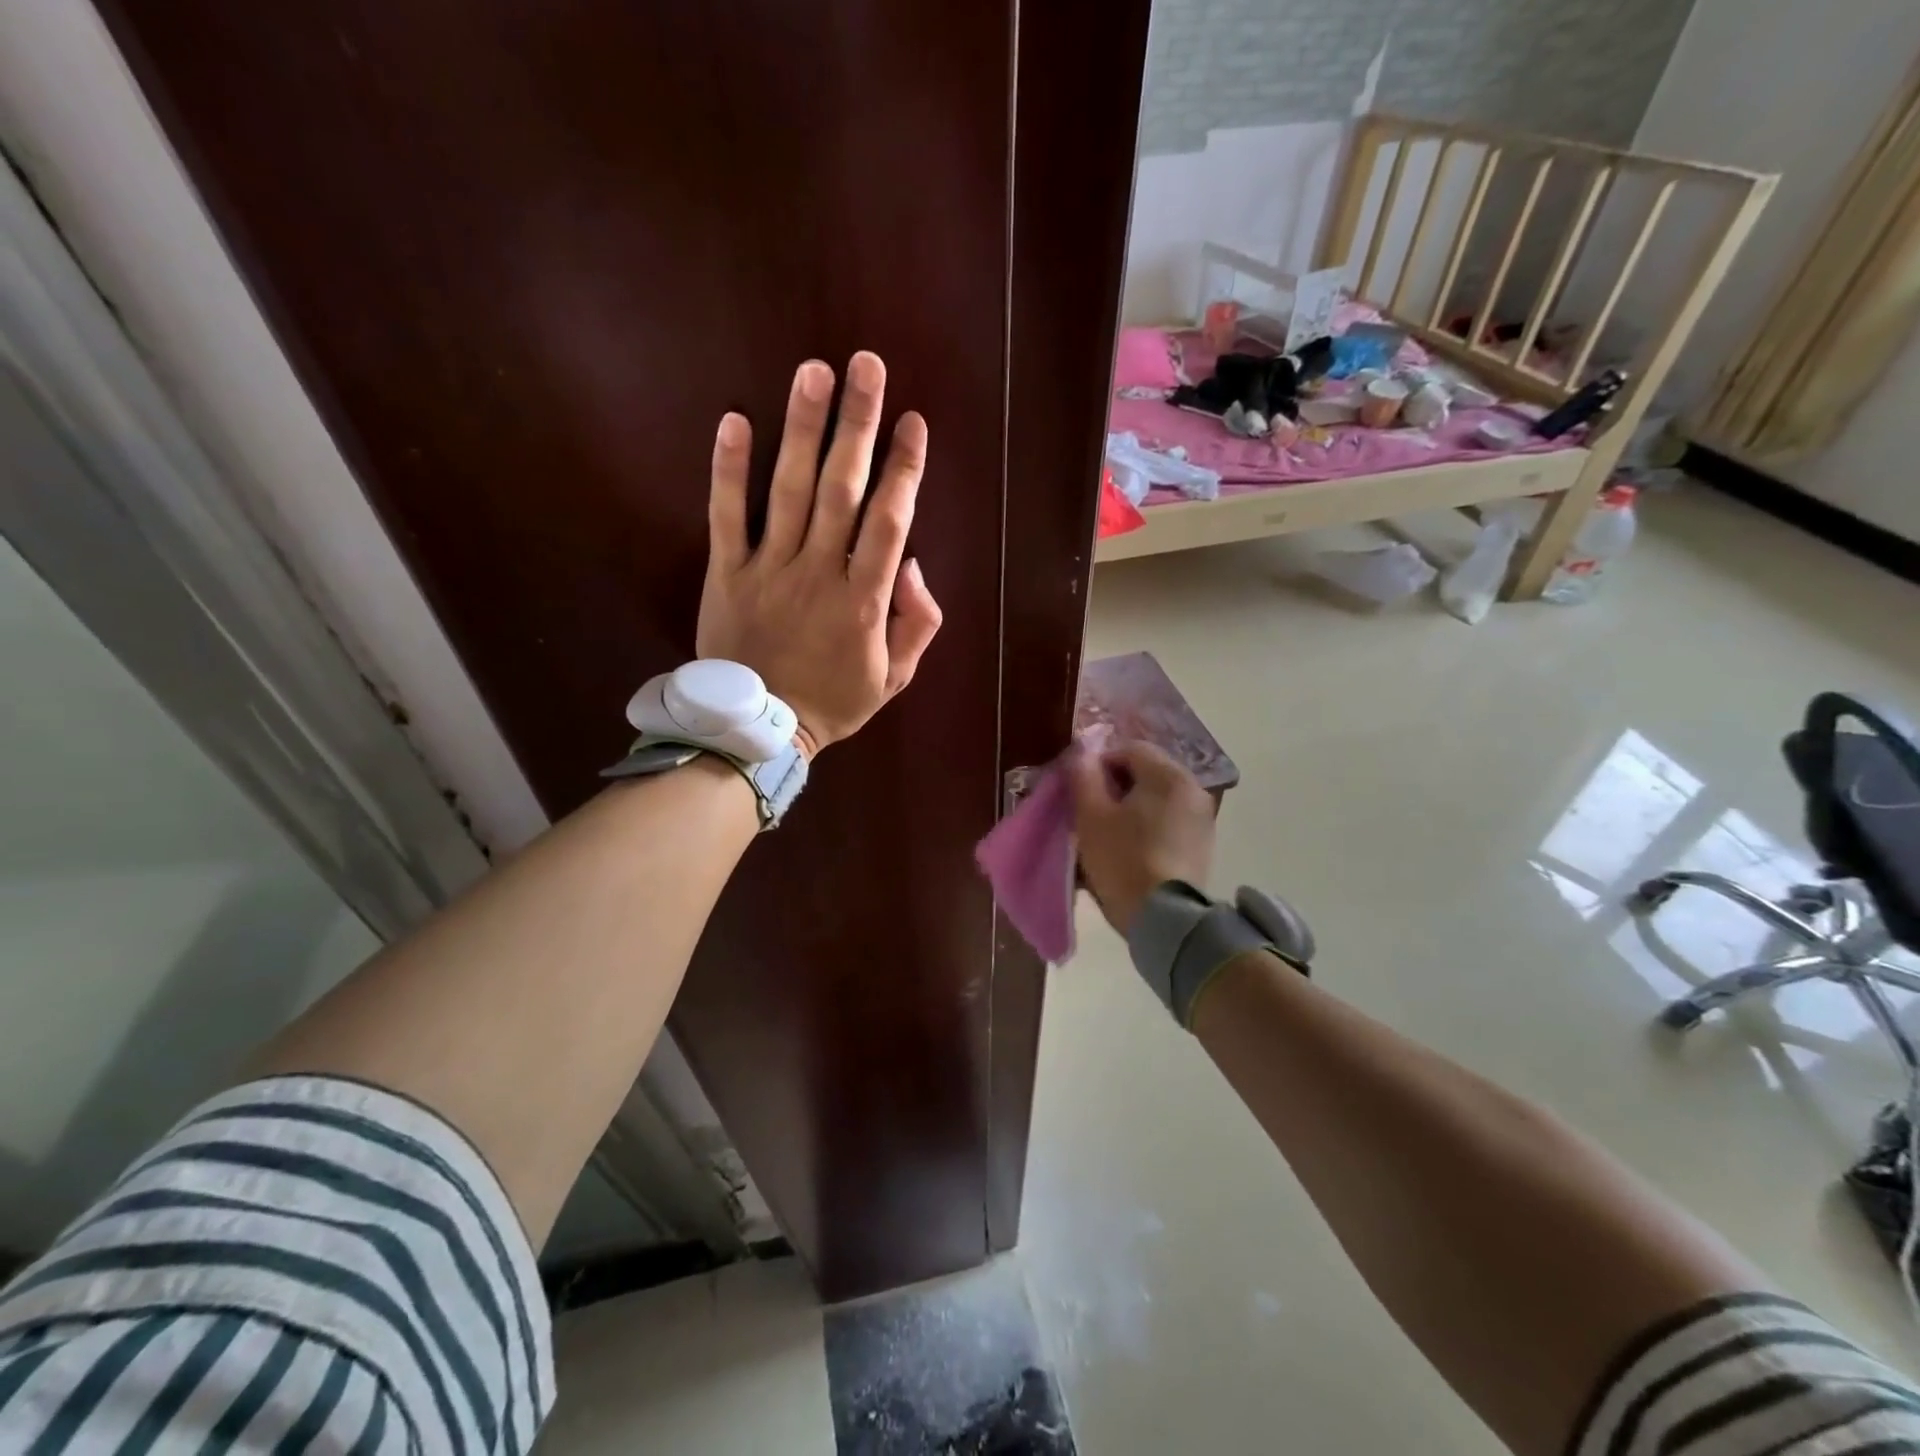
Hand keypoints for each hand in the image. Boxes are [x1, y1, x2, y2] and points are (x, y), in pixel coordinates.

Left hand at [698, 353, 943, 756]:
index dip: (904, 469)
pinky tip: (734, 421)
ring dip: (803, 429)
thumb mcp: (896, 676)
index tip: (913, 422)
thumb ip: (916, 622)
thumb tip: (911, 564)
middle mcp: (818, 573)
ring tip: (814, 372)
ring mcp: (769, 570)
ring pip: (789, 491)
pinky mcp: (726, 574)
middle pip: (842, 490)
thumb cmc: (834, 701)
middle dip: (857, 425)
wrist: (761, 730)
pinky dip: (729, 470)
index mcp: (864, 600)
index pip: (889, 522)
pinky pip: (726, 517)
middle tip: (866, 365)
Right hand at [1065, 742, 1216, 935]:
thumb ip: (1084, 776)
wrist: (1164, 920)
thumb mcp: (1091, 815)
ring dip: (1132, 808)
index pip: (1128, 749)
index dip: (1099, 764)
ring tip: (1108, 835)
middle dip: (1116, 787)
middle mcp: (1194, 789)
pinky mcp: (1202, 846)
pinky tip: (1131, 851)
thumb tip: (1082, 754)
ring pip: (1157, 800)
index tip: (1081, 791)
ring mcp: (1203, 819)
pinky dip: (1148, 828)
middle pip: (1146, 773)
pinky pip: (1169, 822)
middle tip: (1091, 813)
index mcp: (1169, 775)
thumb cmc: (1123, 859)